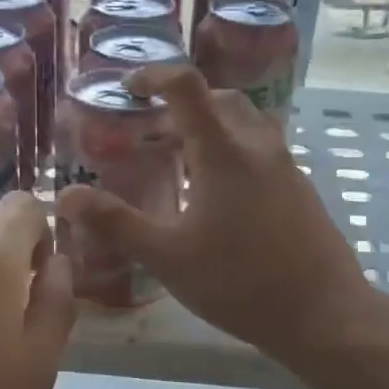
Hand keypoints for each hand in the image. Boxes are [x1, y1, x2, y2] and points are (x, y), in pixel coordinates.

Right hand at [55, 66, 376, 365]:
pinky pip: (262, 149)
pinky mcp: (301, 188)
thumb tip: (65, 195)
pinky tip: (218, 194)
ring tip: (180, 159)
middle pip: (219, 99)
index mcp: (223, 151)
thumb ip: (116, 223)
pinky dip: (233, 149)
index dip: (154, 76)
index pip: (186, 86)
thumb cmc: (239, 282)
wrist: (323, 313)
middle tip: (151, 130)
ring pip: (245, 123)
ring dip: (210, 126)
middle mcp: (258, 146)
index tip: (128, 88)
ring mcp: (286, 166)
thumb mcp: (167, 256)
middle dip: (182, 104)